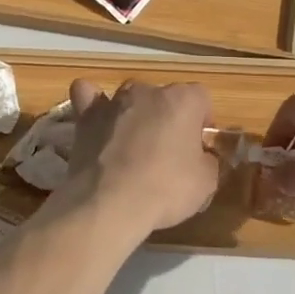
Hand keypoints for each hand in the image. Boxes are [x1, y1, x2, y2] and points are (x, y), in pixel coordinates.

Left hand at [61, 79, 216, 239]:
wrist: (110, 202)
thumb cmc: (165, 189)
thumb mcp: (206, 183)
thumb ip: (207, 161)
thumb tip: (200, 157)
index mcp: (183, 100)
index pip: (201, 98)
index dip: (202, 121)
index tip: (198, 146)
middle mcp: (148, 91)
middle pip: (164, 97)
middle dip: (168, 118)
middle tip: (167, 152)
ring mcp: (114, 101)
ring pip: (130, 98)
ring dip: (135, 114)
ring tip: (133, 146)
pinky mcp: (87, 116)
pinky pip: (88, 97)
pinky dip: (93, 106)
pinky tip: (97, 121)